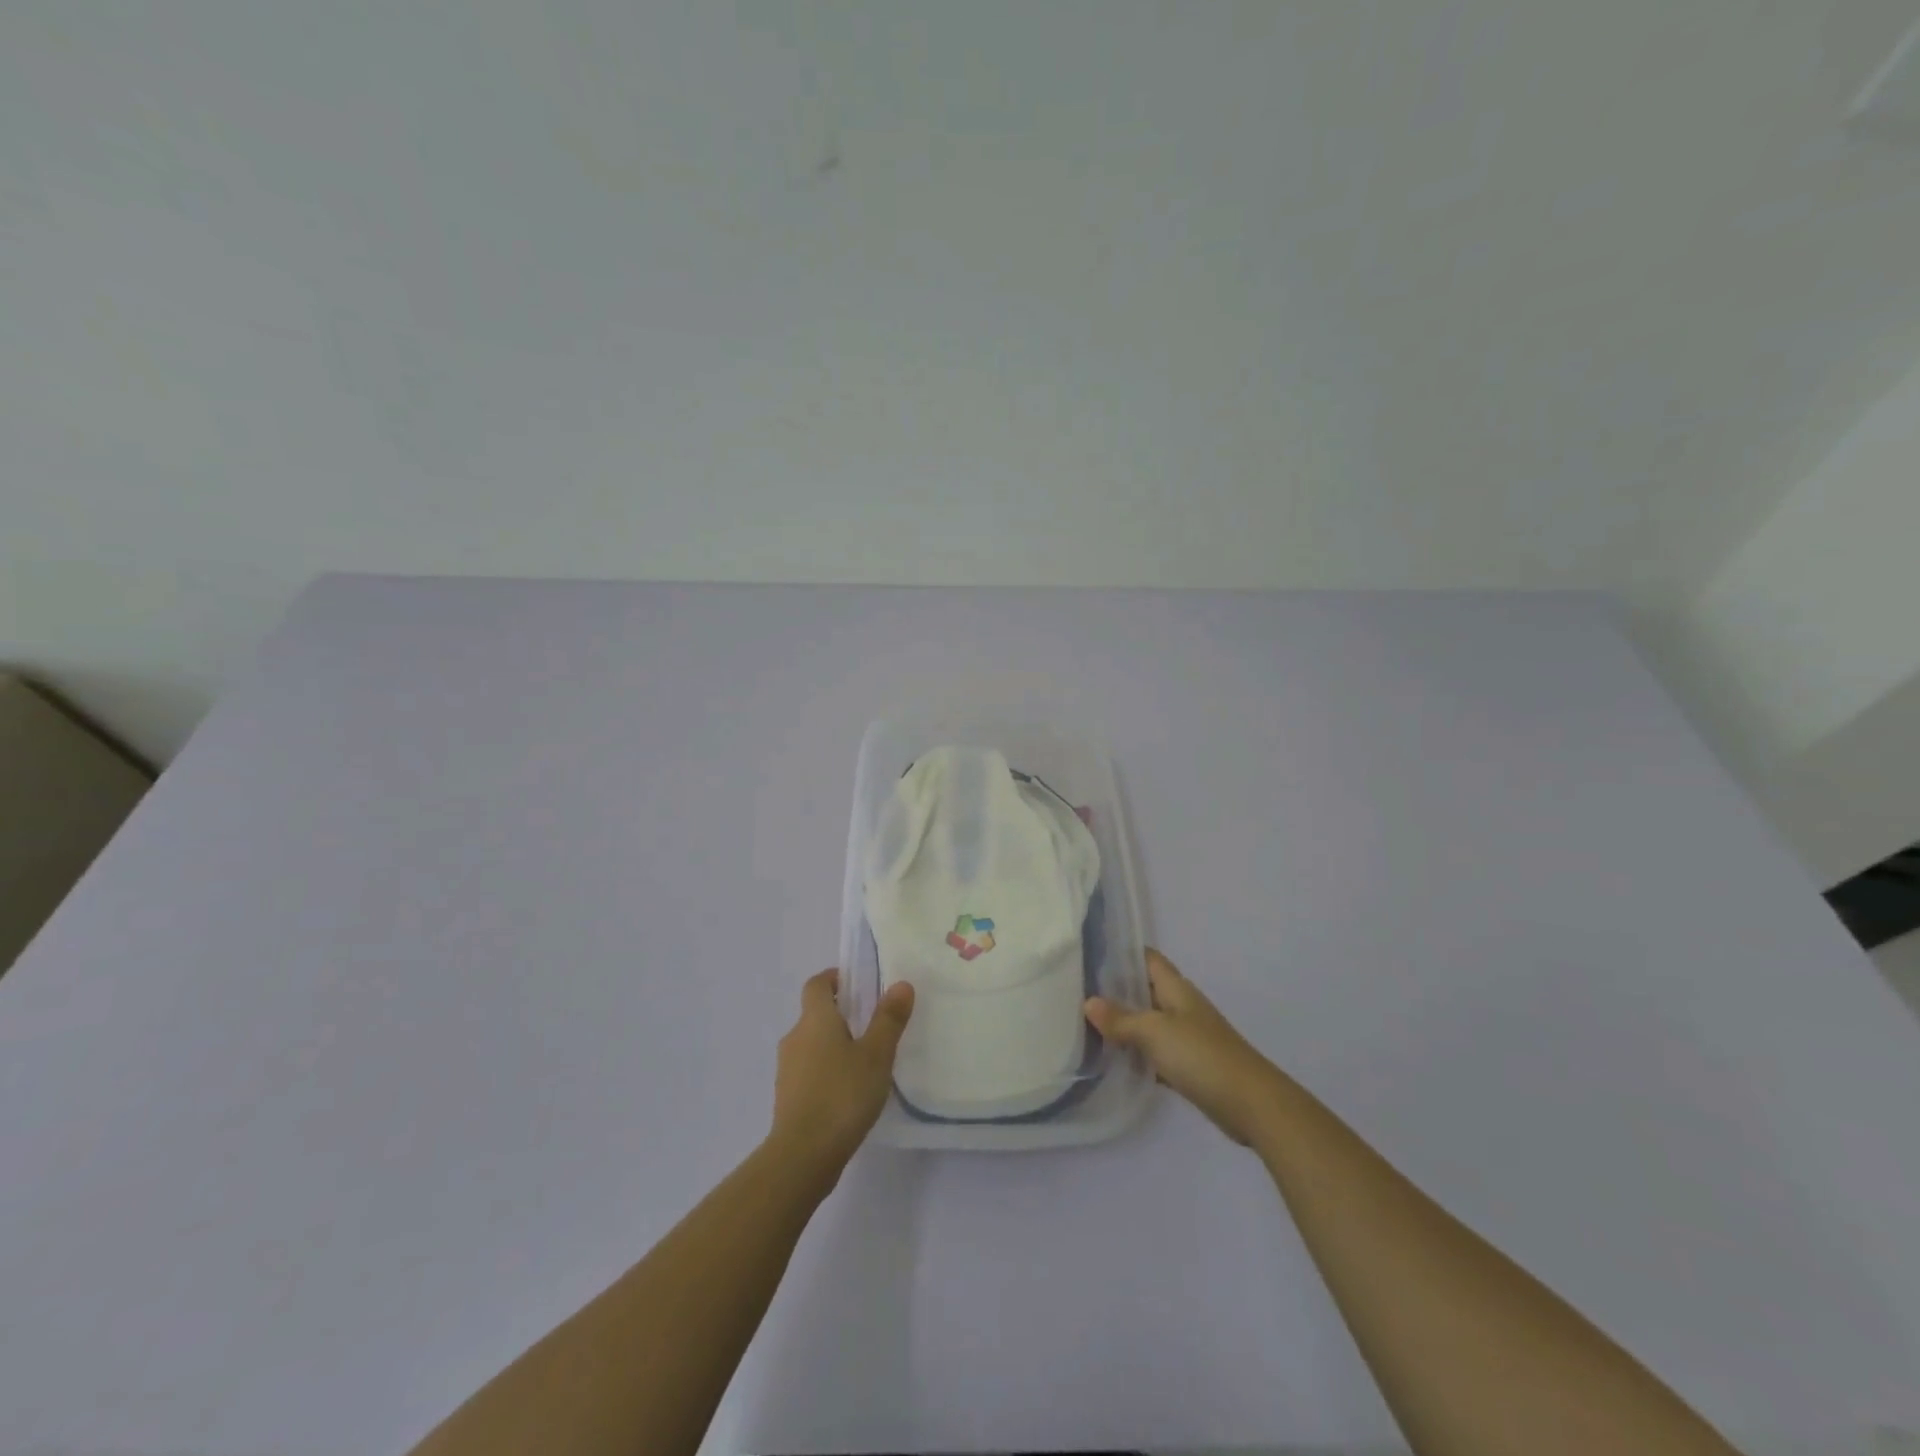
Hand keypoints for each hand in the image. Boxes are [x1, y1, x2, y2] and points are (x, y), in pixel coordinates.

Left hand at [770, 969, 913, 1180]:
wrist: (802, 1156)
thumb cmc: (842, 1095)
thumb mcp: (876, 1055)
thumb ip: (888, 1020)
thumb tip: (900, 984)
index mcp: (814, 1020)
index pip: (817, 985)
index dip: (834, 979)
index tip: (856, 984)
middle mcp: (795, 1038)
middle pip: (814, 1014)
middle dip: (839, 1015)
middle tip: (871, 1024)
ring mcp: (787, 1070)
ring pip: (811, 1044)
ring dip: (832, 1045)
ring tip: (864, 1060)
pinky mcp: (787, 1098)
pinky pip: (808, 1072)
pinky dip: (826, 1071)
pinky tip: (848, 1092)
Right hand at [1086, 948, 1280, 1144]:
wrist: (1250, 1104)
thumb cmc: (1201, 1055)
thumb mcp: (1155, 1032)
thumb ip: (1121, 1019)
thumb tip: (1088, 1002)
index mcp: (1176, 989)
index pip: (1147, 959)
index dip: (1122, 952)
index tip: (1089, 951)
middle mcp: (1180, 1007)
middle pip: (1144, 990)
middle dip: (1114, 990)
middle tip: (1076, 990)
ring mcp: (1186, 1038)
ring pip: (1147, 1023)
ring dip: (1123, 1024)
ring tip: (1084, 1023)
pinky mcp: (1188, 1067)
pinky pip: (1154, 1053)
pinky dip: (1136, 1054)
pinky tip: (1112, 1061)